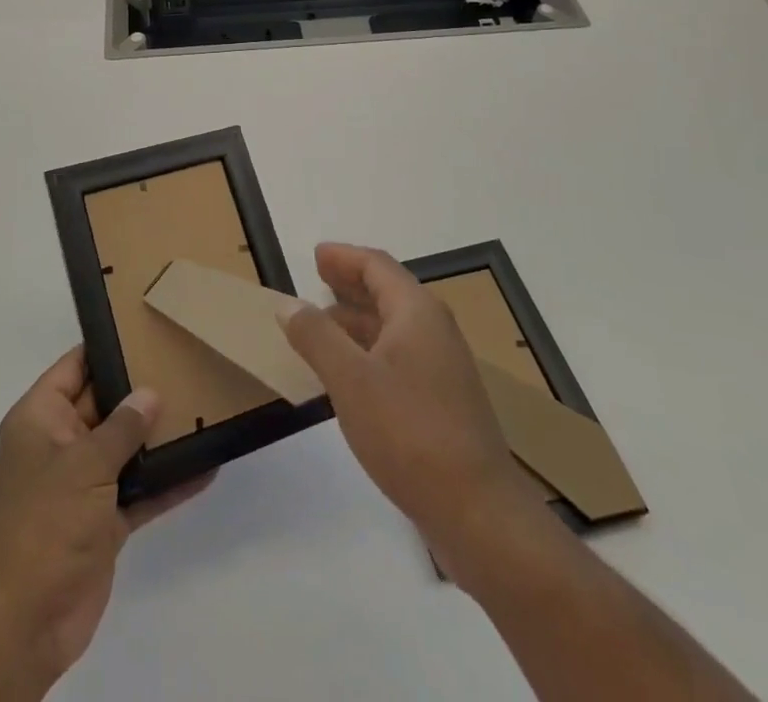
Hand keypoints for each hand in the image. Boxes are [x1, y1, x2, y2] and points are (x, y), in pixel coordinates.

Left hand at [0, 348, 208, 690]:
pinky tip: (205, 468)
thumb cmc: (46, 523)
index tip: (145, 329)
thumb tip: (150, 394)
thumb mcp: (85, 464)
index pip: (75, 367)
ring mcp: (82, 484)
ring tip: (201, 411)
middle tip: (185, 365)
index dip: (106, 347)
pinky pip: (138, 490)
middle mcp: (60, 444)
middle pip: (104, 405)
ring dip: (157, 438)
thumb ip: (122, 427)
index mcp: (41, 419)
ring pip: (124, 448)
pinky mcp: (102, 521)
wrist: (26, 622)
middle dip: (141, 392)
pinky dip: (166, 483)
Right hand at [279, 242, 550, 579]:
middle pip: (388, 292)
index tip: (315, 255)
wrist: (478, 512)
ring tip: (321, 325)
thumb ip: (316, 337)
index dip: (344, 257)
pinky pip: (398, 357)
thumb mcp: (350, 380)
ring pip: (393, 327)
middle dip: (350, 283)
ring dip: (357, 319)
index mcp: (417, 312)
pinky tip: (348, 373)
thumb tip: (289, 304)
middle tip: (316, 279)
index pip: (377, 266)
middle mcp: (434, 330)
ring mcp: (442, 368)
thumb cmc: (409, 432)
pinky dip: (369, 350)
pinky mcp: (443, 402)